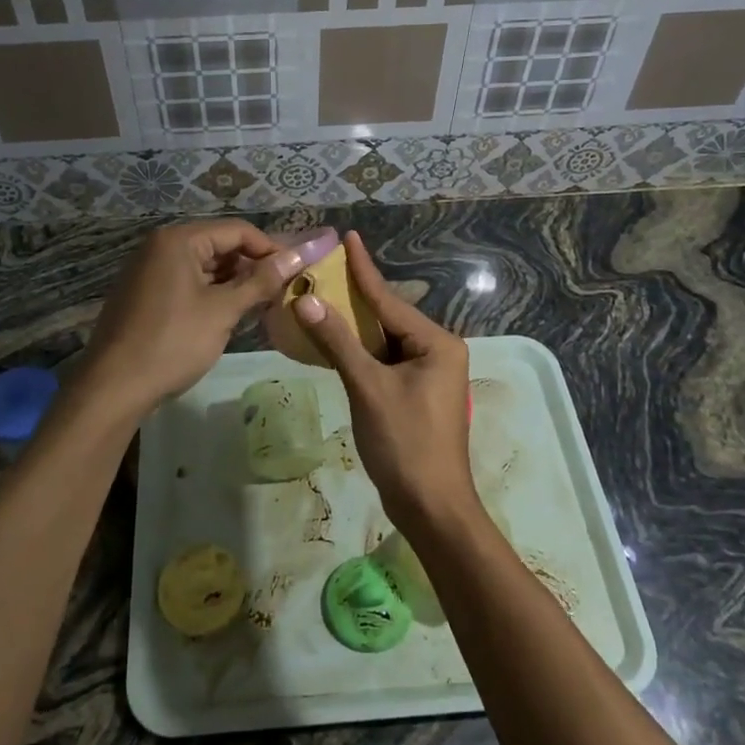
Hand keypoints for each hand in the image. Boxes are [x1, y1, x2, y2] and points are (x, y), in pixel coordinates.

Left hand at [84, 220, 302, 413]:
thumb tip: (297, 257)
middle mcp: (160, 246)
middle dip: (252, 266)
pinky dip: (211, 293)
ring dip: (233, 282)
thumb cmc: (172, 343)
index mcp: (178, 240)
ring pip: (204, 266)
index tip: (298, 271)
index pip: (237, 230)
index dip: (271, 248)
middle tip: (282, 290)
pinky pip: (187, 282)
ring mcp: (149, 270)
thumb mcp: (222, 311)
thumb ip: (261, 281)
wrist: (113, 387)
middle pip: (219, 245)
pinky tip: (230, 315)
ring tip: (262, 305)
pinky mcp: (145, 293)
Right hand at [290, 232, 474, 532]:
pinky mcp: (415, 395)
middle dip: (355, 297)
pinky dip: (359, 352)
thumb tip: (307, 299)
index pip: (389, 301)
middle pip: (387, 318)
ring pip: (384, 341)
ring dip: (354, 327)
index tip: (348, 237)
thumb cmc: (405, 443)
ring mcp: (428, 375)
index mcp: (437, 344)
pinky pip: (384, 361)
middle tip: (324, 269)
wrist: (431, 507)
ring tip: (322, 298)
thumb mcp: (368, 387)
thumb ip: (338, 341)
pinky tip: (335, 341)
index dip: (364, 270)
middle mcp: (437, 352)